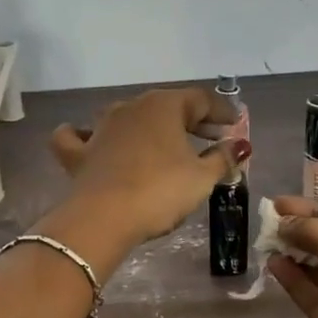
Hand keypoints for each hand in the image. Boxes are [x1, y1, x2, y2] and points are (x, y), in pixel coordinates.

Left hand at [50, 88, 249, 247]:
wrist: (103, 218)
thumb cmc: (160, 191)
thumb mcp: (202, 178)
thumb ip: (222, 158)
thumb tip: (239, 145)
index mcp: (164, 106)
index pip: (200, 99)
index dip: (221, 112)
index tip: (235, 126)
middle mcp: (131, 107)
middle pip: (167, 106)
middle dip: (192, 121)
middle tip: (212, 139)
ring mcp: (101, 127)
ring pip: (129, 117)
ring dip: (150, 128)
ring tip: (166, 147)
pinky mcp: (79, 152)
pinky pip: (80, 136)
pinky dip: (88, 136)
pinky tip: (93, 142)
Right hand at [266, 198, 317, 317]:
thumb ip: (313, 228)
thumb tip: (285, 222)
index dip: (317, 209)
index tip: (280, 204)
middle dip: (304, 231)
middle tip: (269, 222)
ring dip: (295, 254)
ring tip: (265, 241)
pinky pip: (313, 296)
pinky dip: (293, 280)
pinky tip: (272, 265)